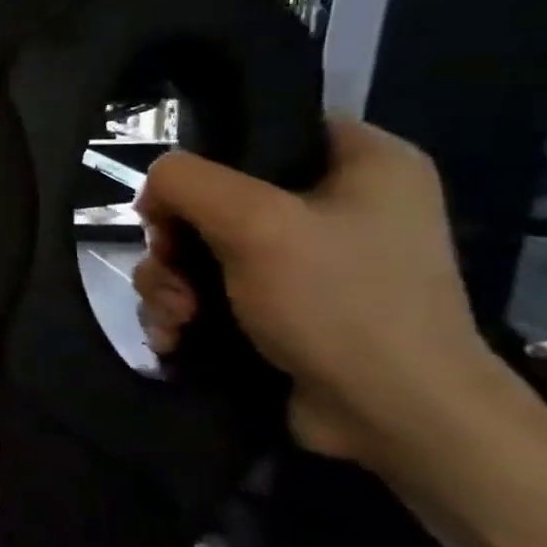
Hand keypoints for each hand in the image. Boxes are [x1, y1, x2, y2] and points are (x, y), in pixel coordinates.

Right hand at [133, 117, 490, 467]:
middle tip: (173, 271)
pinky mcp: (280, 310)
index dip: (209, 158)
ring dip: (169, 284)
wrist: (394, 418)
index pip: (266, 128)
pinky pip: (207, 292)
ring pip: (199, 250)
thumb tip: (153, 187)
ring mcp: (307, 263)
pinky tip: (176, 338)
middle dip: (174, 242)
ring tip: (178, 318)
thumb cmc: (338, 302)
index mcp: (363, 164)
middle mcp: (337, 207)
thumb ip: (187, 182)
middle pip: (214, 199)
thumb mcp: (255, 223)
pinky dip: (183, 312)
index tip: (176, 200)